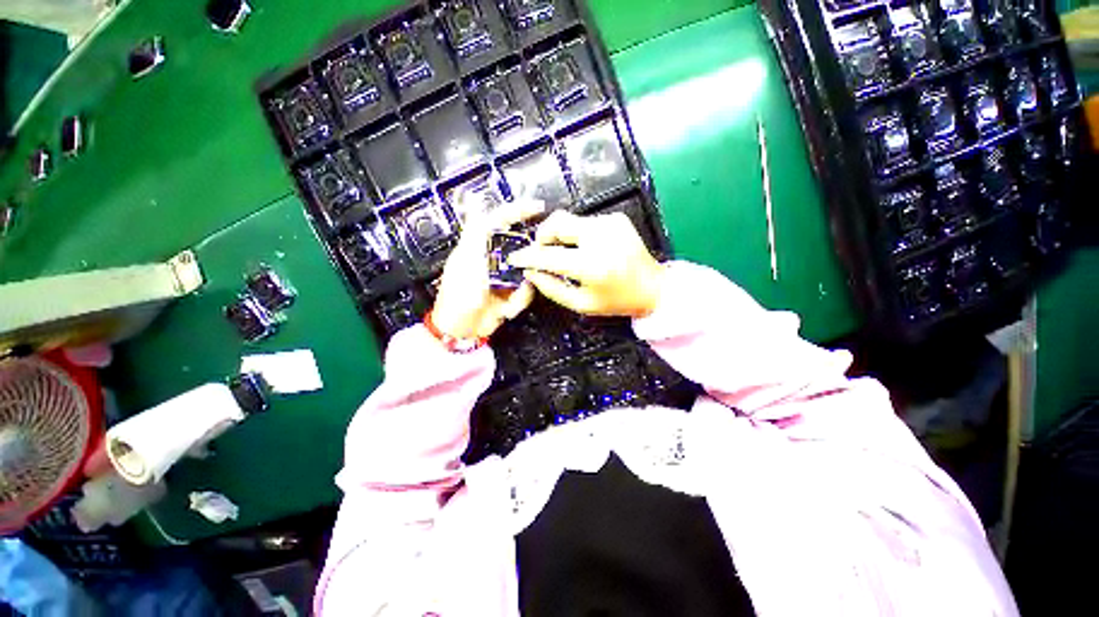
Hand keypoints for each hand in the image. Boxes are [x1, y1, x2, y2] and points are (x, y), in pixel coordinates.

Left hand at [430, 201, 544, 339]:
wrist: (463, 330)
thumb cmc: (459, 295)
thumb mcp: (466, 262)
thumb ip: (475, 233)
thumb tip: (474, 201)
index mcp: (480, 246)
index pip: (500, 219)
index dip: (518, 210)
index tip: (539, 207)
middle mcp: (495, 257)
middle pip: (522, 247)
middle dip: (529, 261)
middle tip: (530, 273)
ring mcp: (505, 275)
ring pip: (528, 271)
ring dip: (522, 290)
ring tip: (509, 303)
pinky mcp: (512, 291)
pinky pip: (526, 290)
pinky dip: (520, 301)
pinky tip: (507, 310)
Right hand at [507, 210, 664, 317]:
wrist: (654, 287)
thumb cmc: (617, 301)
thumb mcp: (582, 304)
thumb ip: (552, 288)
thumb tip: (531, 272)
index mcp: (592, 265)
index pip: (549, 255)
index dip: (528, 255)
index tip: (515, 257)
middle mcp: (601, 237)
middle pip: (557, 222)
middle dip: (542, 236)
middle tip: (541, 251)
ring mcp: (610, 223)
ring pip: (569, 220)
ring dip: (560, 235)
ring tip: (565, 253)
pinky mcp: (616, 218)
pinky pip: (585, 221)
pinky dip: (577, 233)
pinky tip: (585, 248)